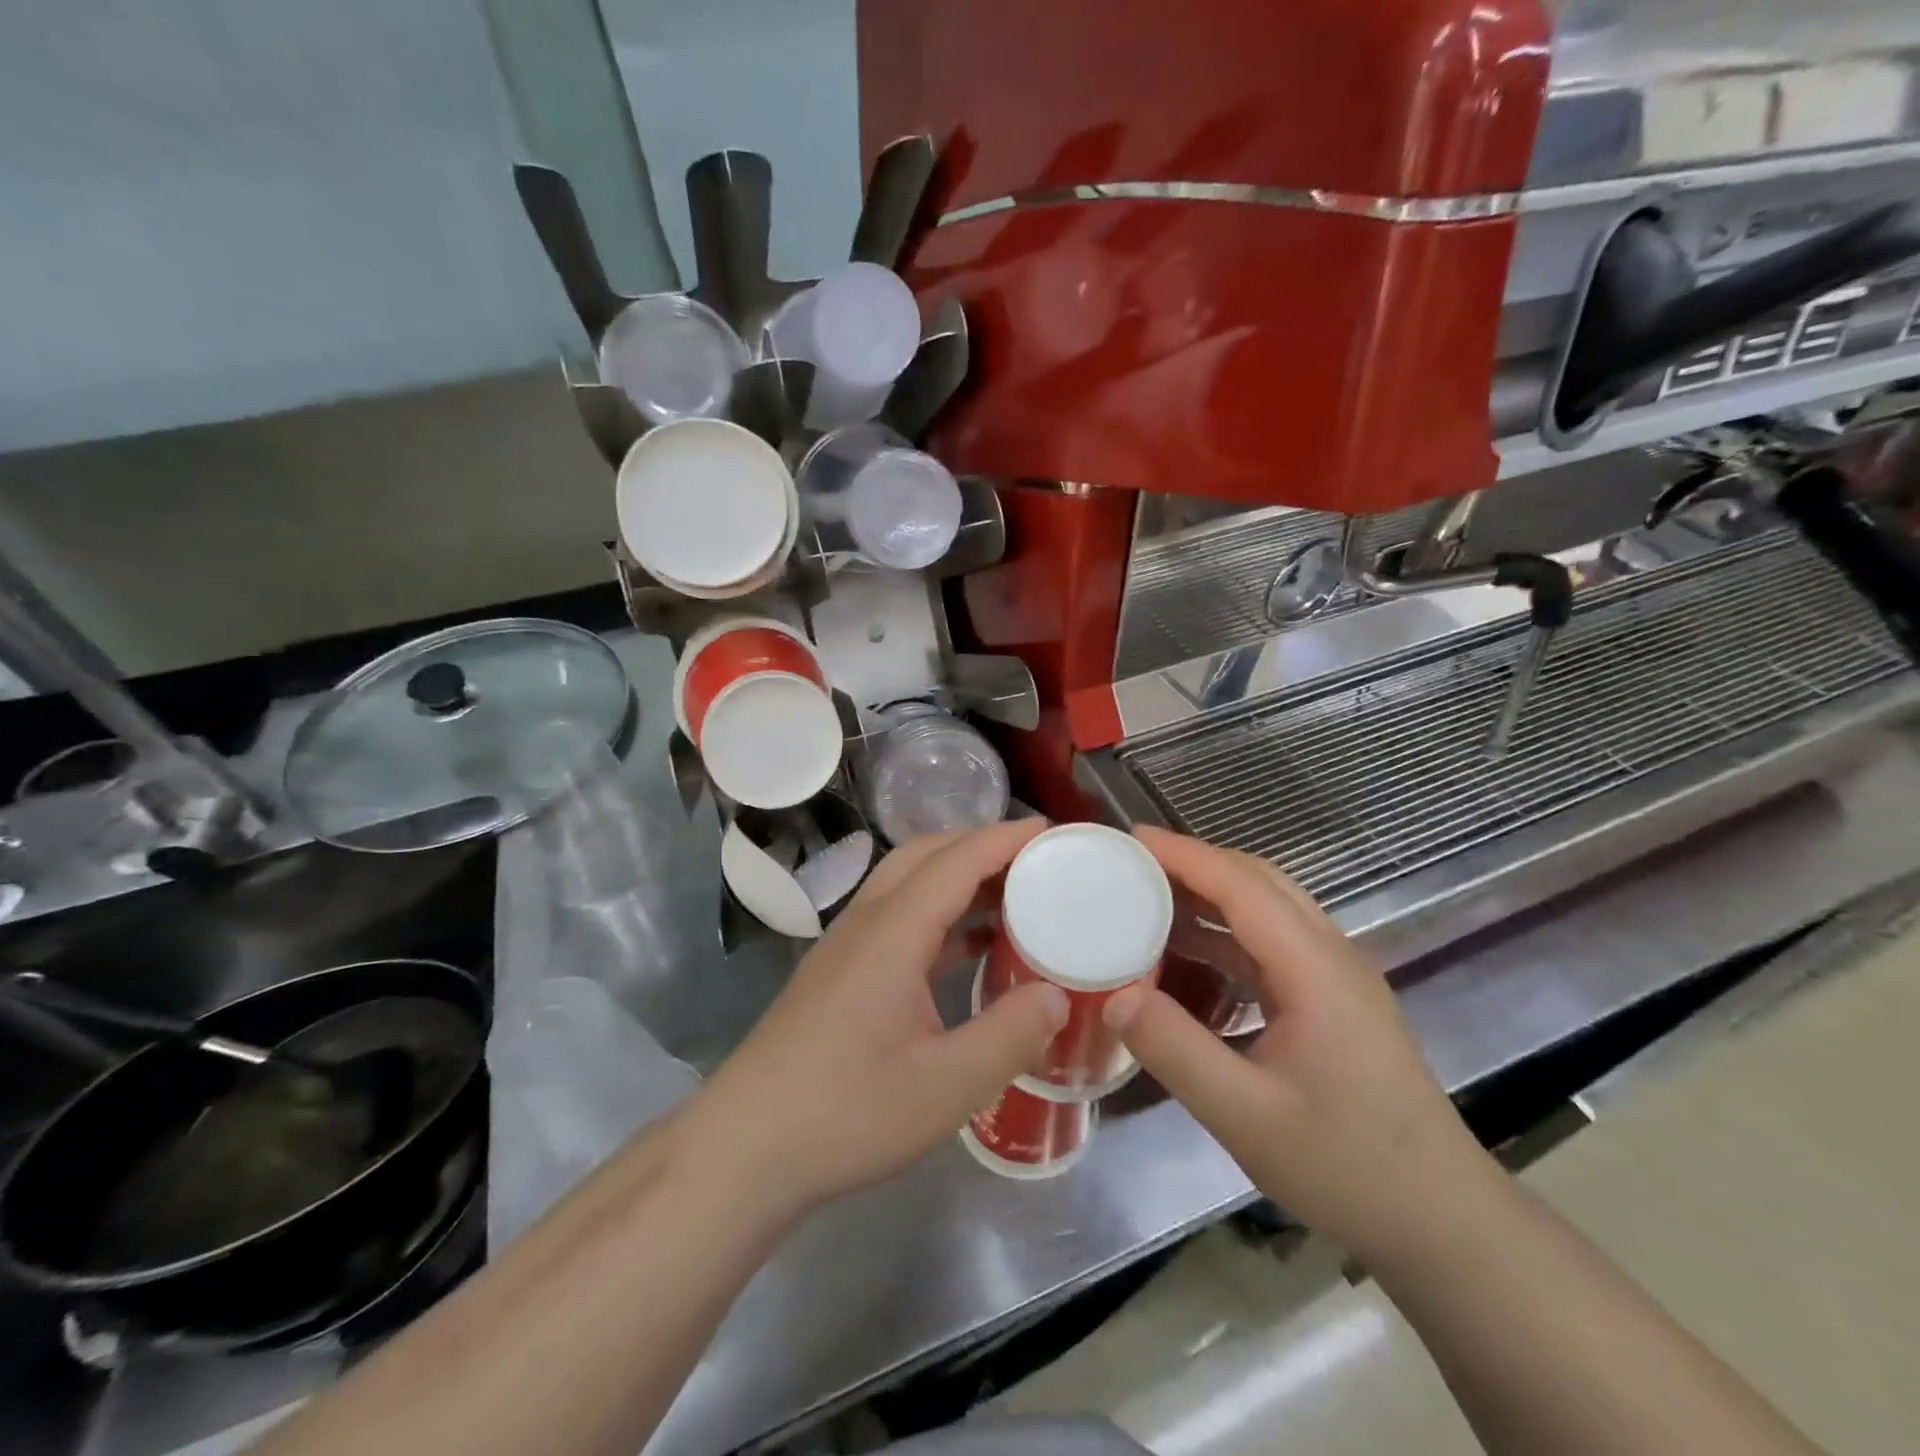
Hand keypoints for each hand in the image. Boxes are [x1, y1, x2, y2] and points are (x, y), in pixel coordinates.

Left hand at [672, 821, 1069, 1222]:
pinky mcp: (841, 971)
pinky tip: (970, 946)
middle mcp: (868, 922)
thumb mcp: (945, 1087)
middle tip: (1039, 861)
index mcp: (893, 931)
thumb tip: (1058, 995)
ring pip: (909, 883)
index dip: (1007, 838)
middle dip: (984, 845)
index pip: (958, 860)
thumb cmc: (846, 1113)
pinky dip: (941, 913)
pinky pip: (900, 916)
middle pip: (928, 855)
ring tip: (1015, 895)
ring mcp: (848, 944)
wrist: (745, 1147)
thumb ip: (1009, 1036)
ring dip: (960, 876)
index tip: (1055, 832)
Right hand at [1107, 828, 1487, 1259]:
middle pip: (1259, 882)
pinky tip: (1188, 955)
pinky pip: (1271, 943)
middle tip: (1133, 866)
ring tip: (1149, 899)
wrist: (1442, 1221)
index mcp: (1315, 970)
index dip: (1184, 855)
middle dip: (1195, 863)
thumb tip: (1115, 996)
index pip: (1242, 886)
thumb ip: (1176, 1050)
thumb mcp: (1246, 1117)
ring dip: (1210, 893)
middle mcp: (1330, 957)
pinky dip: (1224, 931)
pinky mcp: (1333, 1001)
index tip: (1130, 839)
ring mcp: (1336, 978)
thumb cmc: (1347, 1167)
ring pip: (1268, 908)